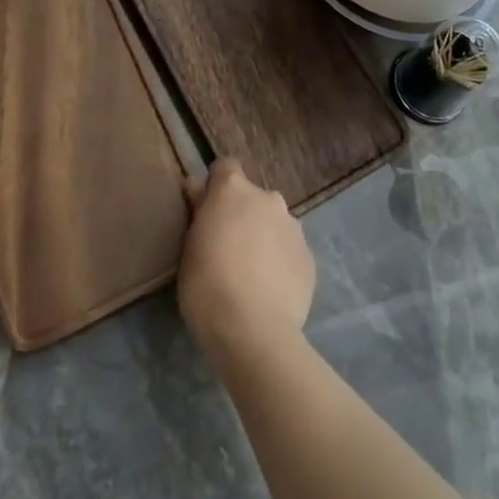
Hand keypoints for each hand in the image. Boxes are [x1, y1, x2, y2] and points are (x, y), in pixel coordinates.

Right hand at [179, 158, 314, 367]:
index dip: (216, 185)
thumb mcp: (189, 246)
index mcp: (234, 190)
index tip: (207, 210)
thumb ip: (198, 210)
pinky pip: (289, 250)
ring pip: (274, 223)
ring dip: (263, 236)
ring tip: (251, 274)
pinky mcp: (309, 257)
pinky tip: (270, 290)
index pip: (225, 166)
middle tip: (227, 248)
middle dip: (242, 214)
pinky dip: (280, 261)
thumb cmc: (207, 286)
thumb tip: (199, 186)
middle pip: (252, 197)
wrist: (253, 332)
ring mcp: (293, 227)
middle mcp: (268, 199)